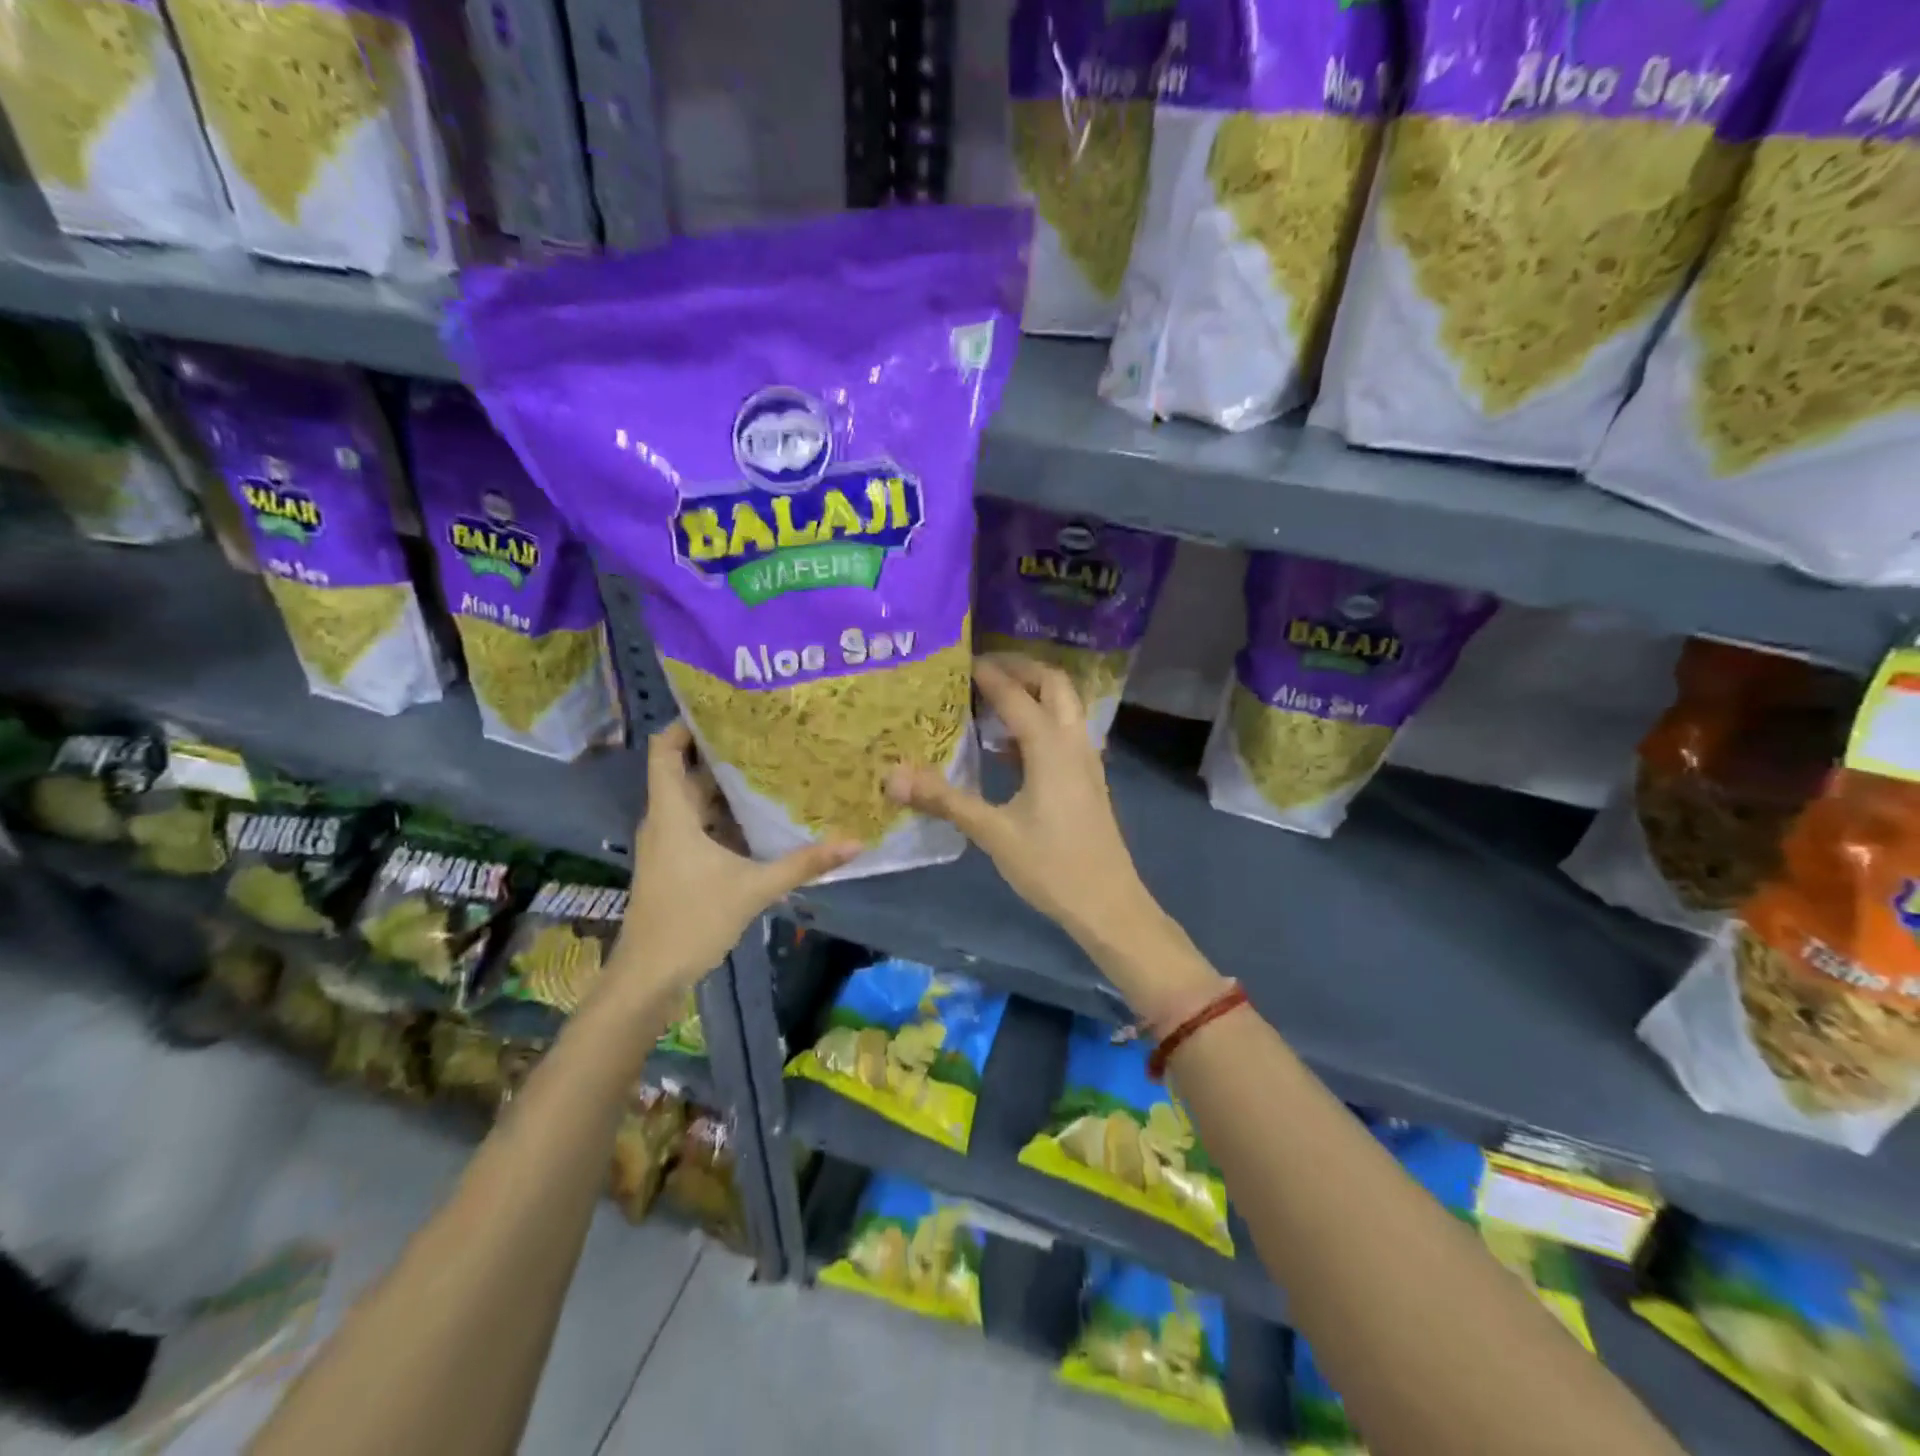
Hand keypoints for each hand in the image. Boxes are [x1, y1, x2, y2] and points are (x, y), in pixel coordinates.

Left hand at [614, 722, 857, 996]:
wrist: (649, 976)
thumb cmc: (692, 921)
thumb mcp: (753, 889)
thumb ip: (804, 864)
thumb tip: (855, 843)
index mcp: (672, 813)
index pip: (666, 750)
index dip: (687, 723)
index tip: (726, 708)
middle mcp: (666, 820)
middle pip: (688, 772)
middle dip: (723, 752)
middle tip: (768, 734)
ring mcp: (669, 843)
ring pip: (696, 801)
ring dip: (727, 786)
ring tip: (772, 767)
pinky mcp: (676, 863)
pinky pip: (700, 825)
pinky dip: (726, 816)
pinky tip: (761, 817)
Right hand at [887, 656, 1151, 942]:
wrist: (1108, 903)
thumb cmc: (1051, 866)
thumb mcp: (993, 832)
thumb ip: (945, 800)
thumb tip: (893, 777)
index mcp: (1050, 747)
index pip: (1015, 695)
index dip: (987, 675)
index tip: (958, 661)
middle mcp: (1073, 742)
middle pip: (1054, 684)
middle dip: (1020, 668)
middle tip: (982, 669)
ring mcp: (1085, 760)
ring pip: (1065, 706)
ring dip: (1034, 692)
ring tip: (991, 699)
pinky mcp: (1087, 779)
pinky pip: (1065, 731)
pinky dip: (1040, 721)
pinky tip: (1008, 748)